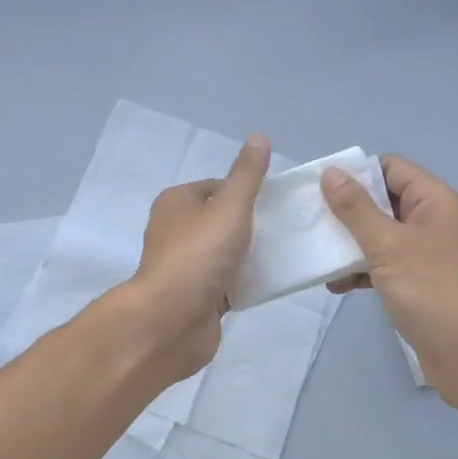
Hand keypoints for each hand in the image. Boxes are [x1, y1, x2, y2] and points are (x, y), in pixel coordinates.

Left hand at [89, 133, 270, 389]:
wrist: (171, 322)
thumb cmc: (198, 255)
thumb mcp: (229, 206)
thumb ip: (247, 175)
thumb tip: (259, 136)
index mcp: (176, 202)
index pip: (217, 187)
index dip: (245, 192)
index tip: (276, 203)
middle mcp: (176, 230)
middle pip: (222, 219)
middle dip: (252, 224)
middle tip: (285, 229)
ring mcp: (184, 265)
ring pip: (225, 252)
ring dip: (250, 255)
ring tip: (284, 255)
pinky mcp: (195, 296)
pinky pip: (227, 282)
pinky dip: (245, 282)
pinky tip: (270, 282)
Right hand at [321, 155, 457, 413]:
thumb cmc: (432, 292)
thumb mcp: (387, 246)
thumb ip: (356, 209)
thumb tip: (330, 172)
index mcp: (433, 201)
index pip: (390, 167)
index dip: (358, 173)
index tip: (322, 187)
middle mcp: (431, 220)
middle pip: (382, 200)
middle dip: (347, 210)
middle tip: (312, 219)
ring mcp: (425, 253)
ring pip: (380, 234)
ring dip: (350, 243)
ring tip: (318, 254)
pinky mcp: (418, 282)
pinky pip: (384, 263)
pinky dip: (361, 270)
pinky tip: (336, 285)